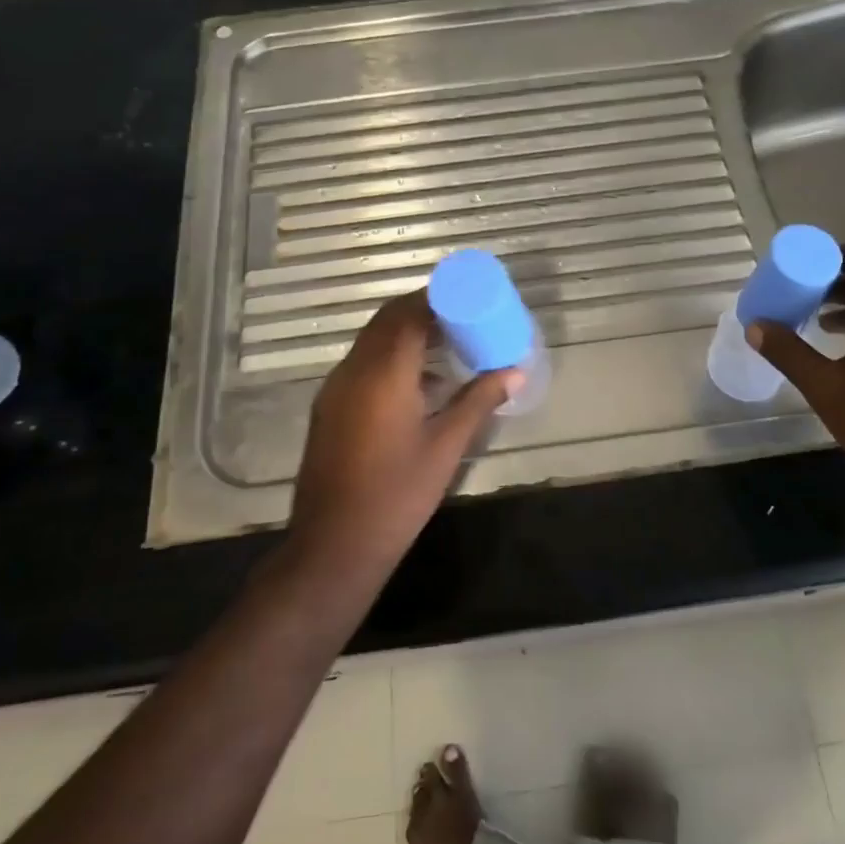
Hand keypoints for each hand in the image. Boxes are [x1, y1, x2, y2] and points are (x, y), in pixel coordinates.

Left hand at [290, 290, 521, 567]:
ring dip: (406, 333)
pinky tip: (419, 384)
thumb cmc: (398, 495)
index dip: (438, 299)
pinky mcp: (329, 407)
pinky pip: (362, 364)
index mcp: (384, 373)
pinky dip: (390, 357)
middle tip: (462, 317)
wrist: (335, 545)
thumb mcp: (446, 447)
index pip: (409, 313)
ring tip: (447, 345)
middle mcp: (354, 370)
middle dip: (423, 311)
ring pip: (372, 341)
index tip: (469, 298)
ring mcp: (336, 388)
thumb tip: (514, 372)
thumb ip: (479, 402)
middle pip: (387, 321)